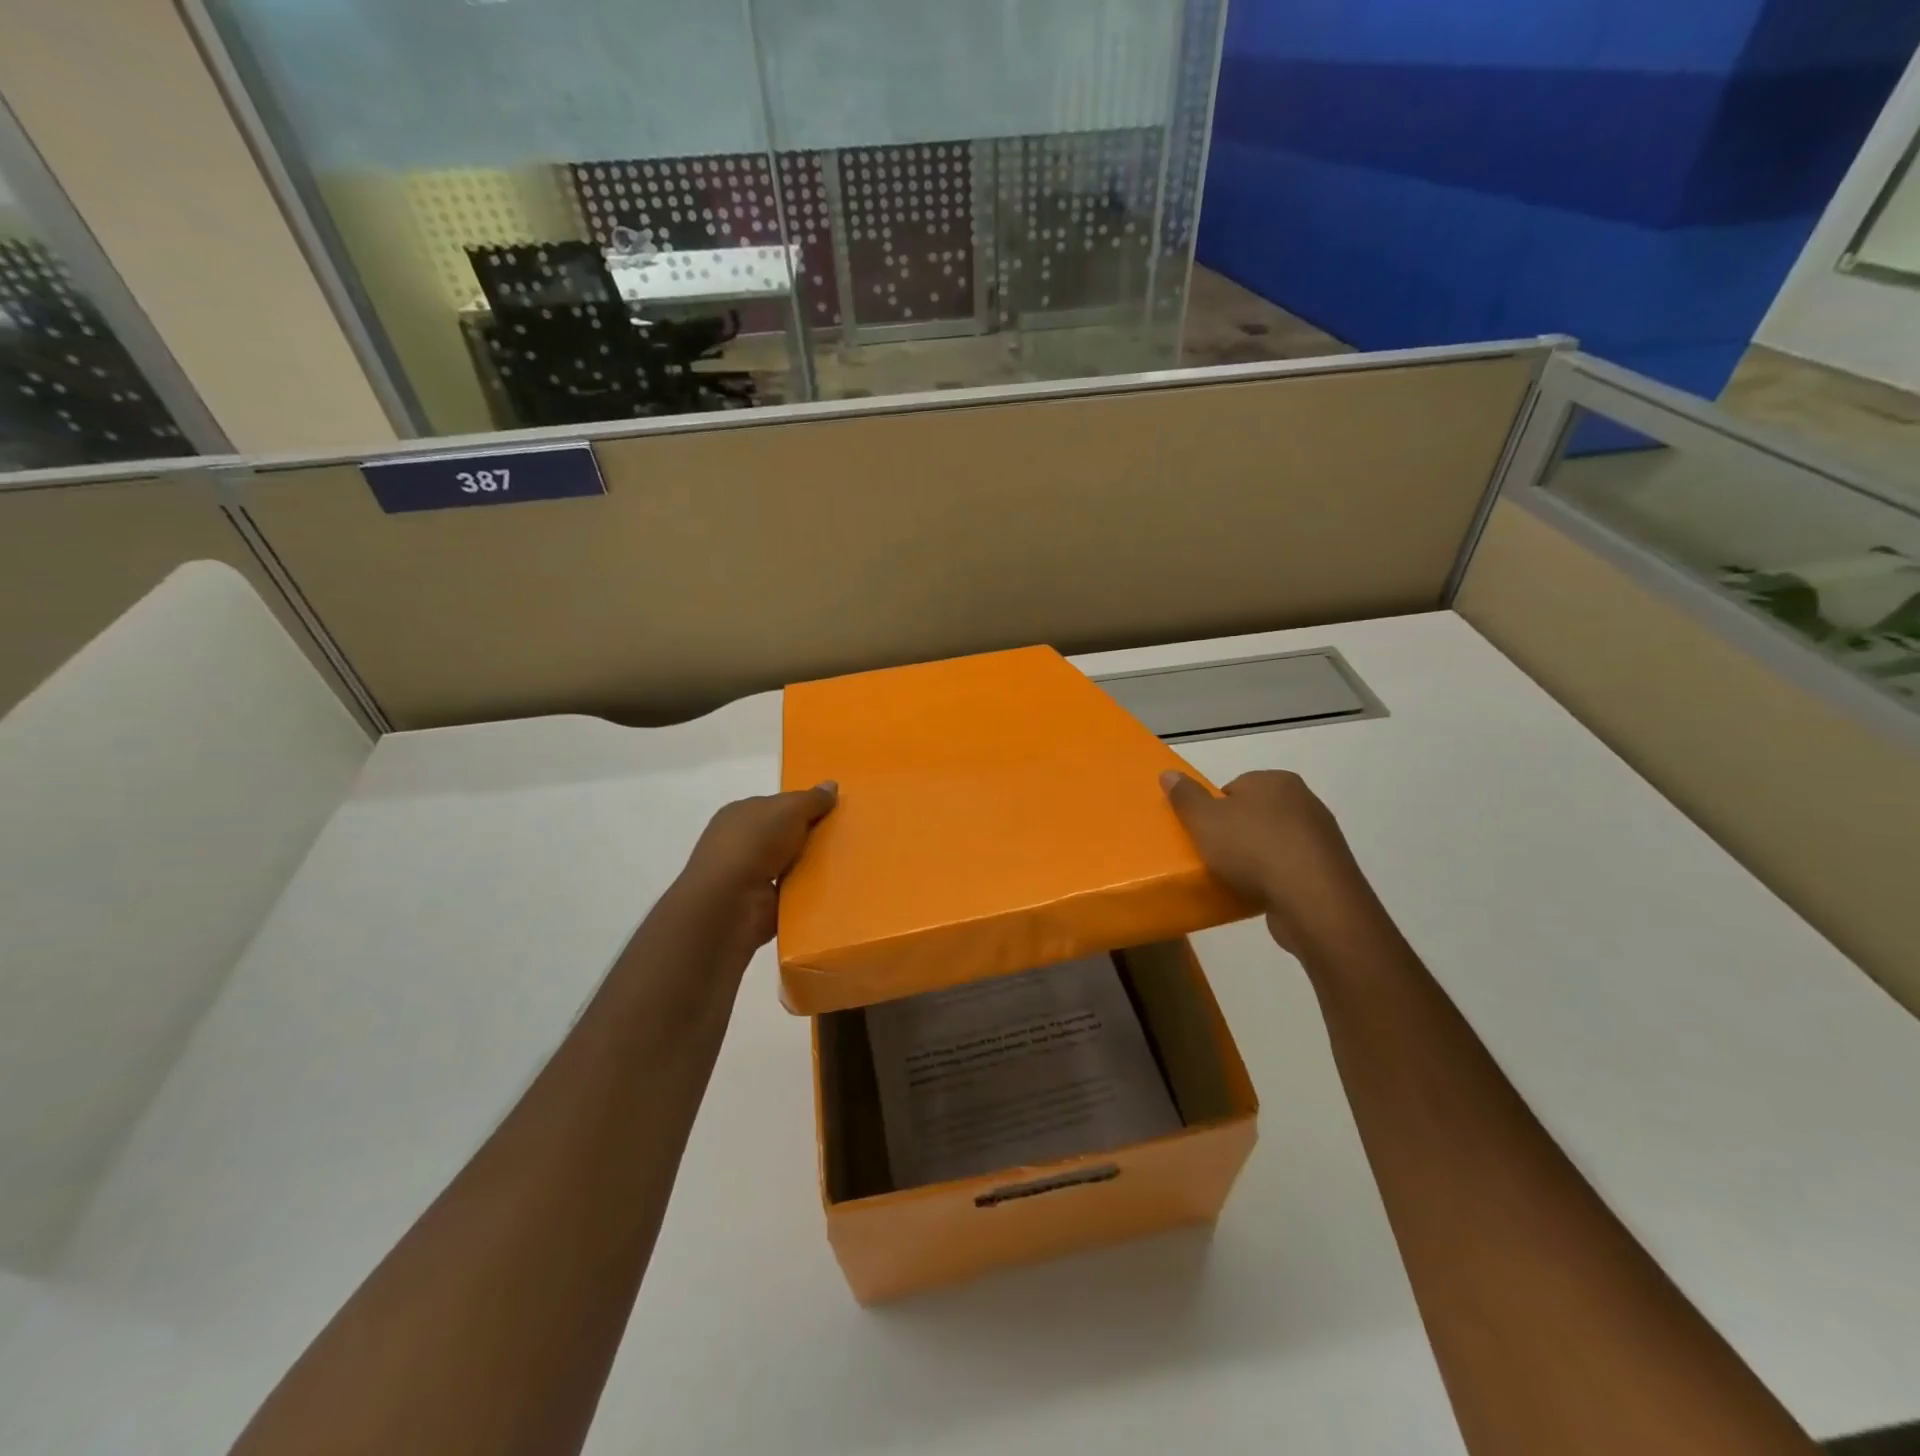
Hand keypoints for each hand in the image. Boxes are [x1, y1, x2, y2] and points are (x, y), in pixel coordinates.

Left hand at [672, 783, 837, 966]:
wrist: (730, 903)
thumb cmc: (754, 843)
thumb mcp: (789, 809)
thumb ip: (812, 799)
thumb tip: (832, 784)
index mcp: (741, 814)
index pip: (777, 806)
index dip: (804, 807)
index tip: (834, 813)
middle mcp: (742, 842)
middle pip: (786, 836)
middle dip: (812, 838)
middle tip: (847, 839)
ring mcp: (749, 875)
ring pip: (791, 865)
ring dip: (812, 867)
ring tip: (847, 866)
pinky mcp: (759, 904)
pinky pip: (792, 892)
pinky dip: (807, 892)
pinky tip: (832, 890)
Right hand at [1161, 769, 1372, 952]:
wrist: (1313, 900)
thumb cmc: (1253, 849)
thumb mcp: (1204, 820)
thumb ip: (1185, 796)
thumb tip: (1168, 773)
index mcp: (1275, 780)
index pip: (1234, 788)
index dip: (1214, 811)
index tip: (1203, 835)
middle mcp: (1304, 800)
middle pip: (1255, 814)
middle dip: (1236, 833)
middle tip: (1215, 857)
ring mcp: (1322, 836)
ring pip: (1275, 842)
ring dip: (1258, 858)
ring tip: (1237, 880)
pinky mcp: (1331, 870)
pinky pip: (1292, 868)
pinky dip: (1277, 878)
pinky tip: (1262, 894)